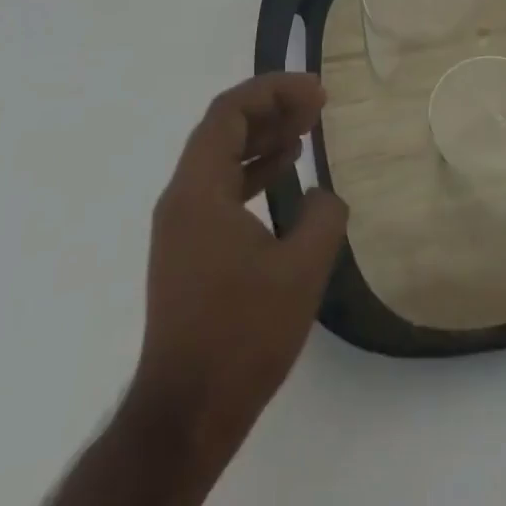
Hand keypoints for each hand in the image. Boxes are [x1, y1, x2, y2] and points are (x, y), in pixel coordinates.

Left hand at [133, 73, 347, 446]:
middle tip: (316, 103)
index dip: (274, 91)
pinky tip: (286, 173)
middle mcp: (181, 197)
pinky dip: (253, 170)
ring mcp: (181, 225)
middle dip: (271, 107)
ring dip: (263, 136)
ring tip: (306, 128)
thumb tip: (324, 195)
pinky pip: (220, 187)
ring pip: (221, 157)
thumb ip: (323, 217)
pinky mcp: (188, 250)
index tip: (316, 92)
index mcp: (198, 190)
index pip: (230, 112)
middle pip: (223, 128)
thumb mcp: (300, 271)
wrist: (186, 414)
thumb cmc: (241, 335)